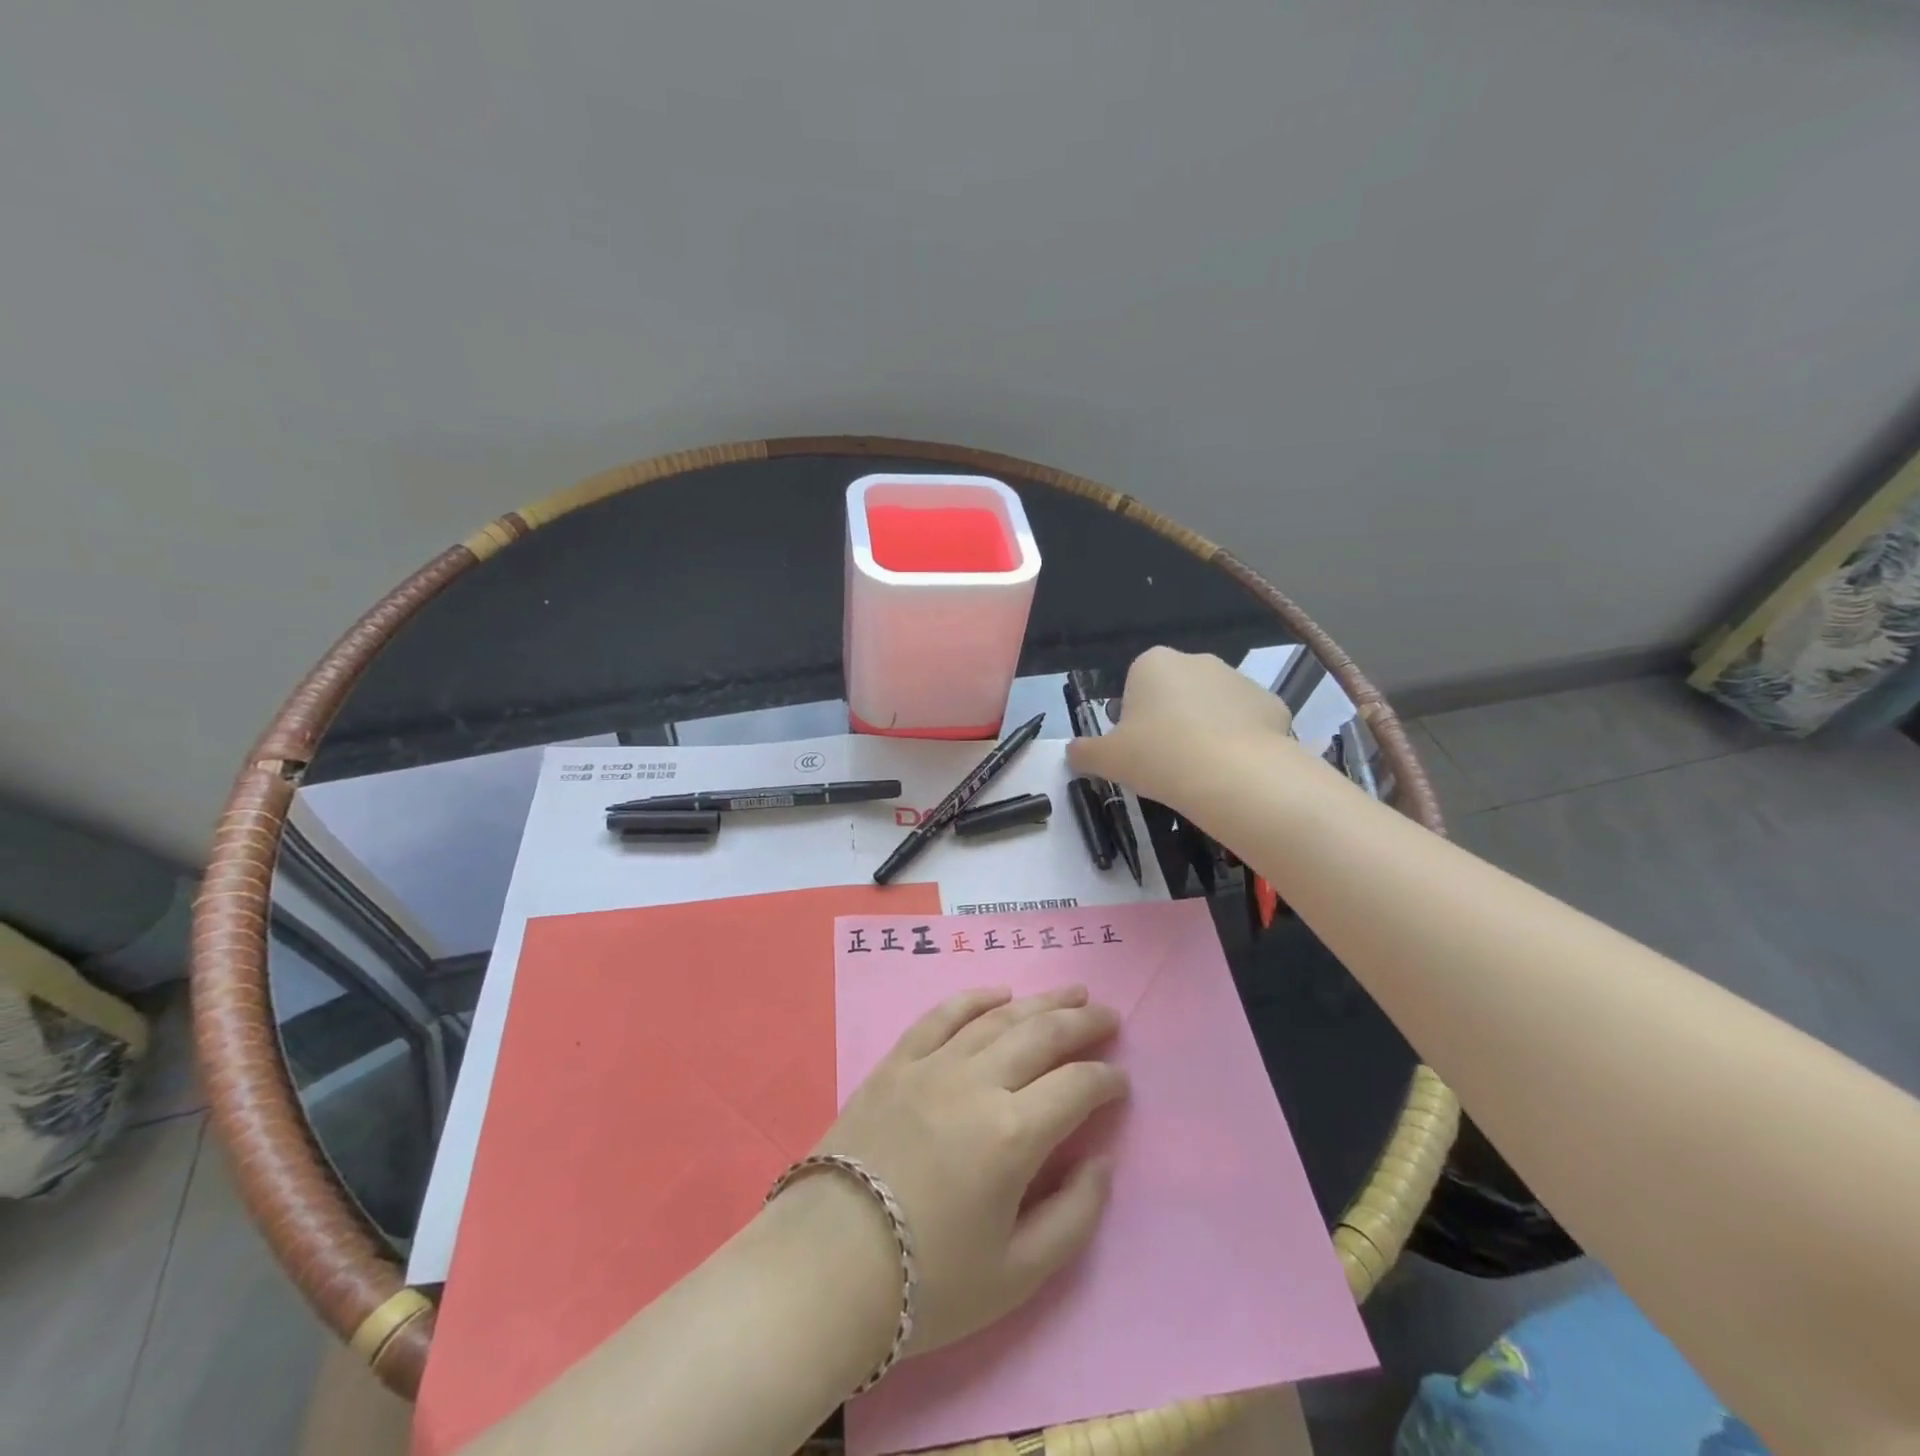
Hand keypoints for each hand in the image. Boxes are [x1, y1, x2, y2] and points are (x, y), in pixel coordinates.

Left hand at [804, 985, 1127, 1357]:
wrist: (826, 1267)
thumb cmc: (928, 1282)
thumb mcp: (1017, 1276)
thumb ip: (1073, 1217)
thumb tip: (1101, 1163)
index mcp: (1013, 1134)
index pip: (1076, 1087)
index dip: (1106, 1080)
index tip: (1120, 1082)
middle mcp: (977, 1082)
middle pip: (1042, 1035)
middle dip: (1083, 1023)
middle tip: (1109, 1015)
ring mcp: (932, 1065)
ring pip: (997, 1018)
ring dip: (1039, 1001)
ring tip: (1070, 992)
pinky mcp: (896, 1063)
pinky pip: (941, 1016)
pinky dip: (973, 999)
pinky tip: (996, 993)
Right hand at [1069, 647, 1295, 809]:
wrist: (1233, 775)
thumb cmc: (1158, 756)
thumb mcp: (1107, 759)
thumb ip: (1084, 752)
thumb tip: (1072, 752)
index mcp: (1153, 663)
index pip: (1135, 685)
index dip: (1133, 719)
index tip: (1137, 749)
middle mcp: (1197, 660)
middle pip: (1175, 692)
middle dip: (1170, 720)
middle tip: (1165, 761)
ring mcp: (1239, 679)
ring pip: (1212, 706)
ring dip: (1205, 729)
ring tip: (1200, 771)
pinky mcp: (1271, 704)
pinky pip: (1246, 723)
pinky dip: (1239, 742)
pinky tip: (1232, 770)